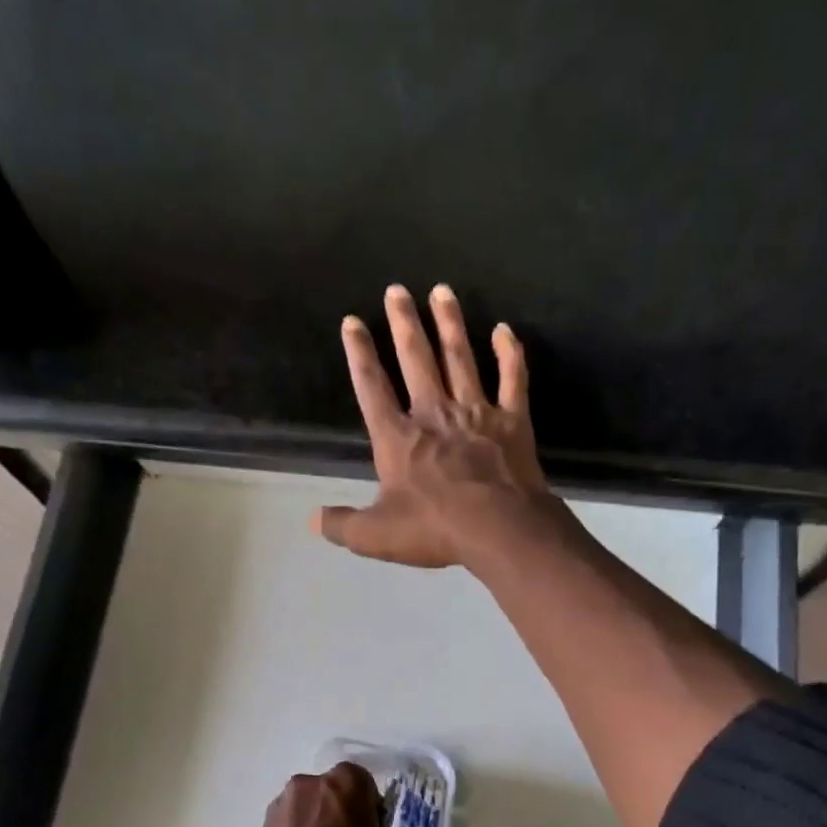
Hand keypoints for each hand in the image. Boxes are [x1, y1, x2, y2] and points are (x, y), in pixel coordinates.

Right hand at [314, 284, 557, 568]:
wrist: (499, 528)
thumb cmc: (434, 529)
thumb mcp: (376, 536)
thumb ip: (343, 525)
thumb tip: (314, 520)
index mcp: (398, 438)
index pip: (372, 388)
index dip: (359, 354)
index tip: (352, 322)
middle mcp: (434, 414)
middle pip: (416, 359)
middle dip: (404, 323)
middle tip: (397, 290)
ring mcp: (476, 412)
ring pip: (460, 358)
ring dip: (450, 324)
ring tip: (442, 292)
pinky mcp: (512, 420)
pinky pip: (512, 379)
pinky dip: (510, 354)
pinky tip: (505, 330)